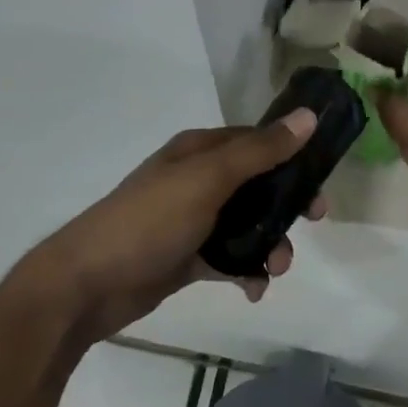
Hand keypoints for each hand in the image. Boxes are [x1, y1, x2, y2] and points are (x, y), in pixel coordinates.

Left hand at [25, 112, 325, 343]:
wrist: (87, 285)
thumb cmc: (149, 221)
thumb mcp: (207, 180)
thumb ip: (259, 151)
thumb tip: (308, 116)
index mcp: (199, 151)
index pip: (257, 142)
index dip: (292, 157)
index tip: (321, 181)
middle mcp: (197, 179)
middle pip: (257, 185)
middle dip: (285, 206)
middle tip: (312, 223)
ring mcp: (191, 219)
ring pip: (246, 224)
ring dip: (268, 243)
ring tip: (274, 269)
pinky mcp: (187, 256)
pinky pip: (228, 258)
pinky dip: (246, 271)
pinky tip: (252, 289)